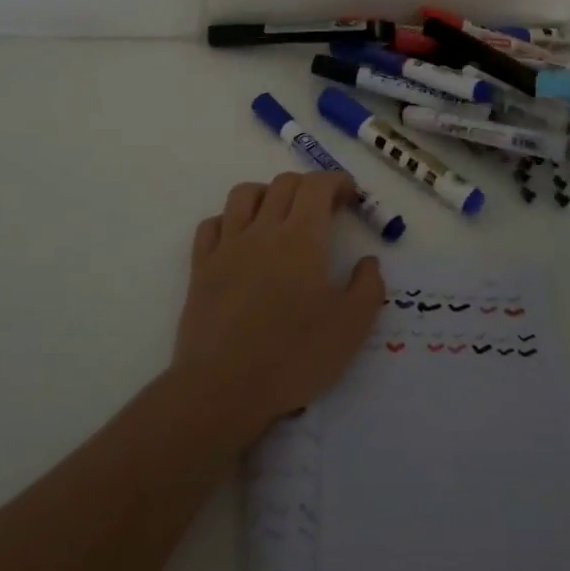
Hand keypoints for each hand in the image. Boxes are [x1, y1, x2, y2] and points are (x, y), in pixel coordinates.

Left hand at [172, 172, 384, 440]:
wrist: (224, 389)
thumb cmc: (294, 356)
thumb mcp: (352, 326)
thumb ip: (368, 286)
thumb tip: (368, 261)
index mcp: (303, 237)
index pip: (317, 184)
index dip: (337, 181)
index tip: (351, 197)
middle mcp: (264, 230)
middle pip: (284, 183)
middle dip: (309, 187)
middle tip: (324, 211)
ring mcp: (228, 246)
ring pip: (244, 194)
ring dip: (267, 194)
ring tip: (279, 217)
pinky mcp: (201, 268)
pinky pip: (211, 224)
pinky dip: (229, 221)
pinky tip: (240, 240)